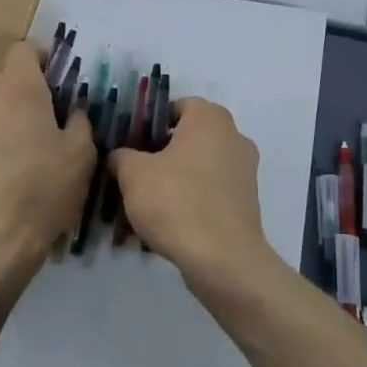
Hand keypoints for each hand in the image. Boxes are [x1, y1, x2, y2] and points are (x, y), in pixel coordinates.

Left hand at [0, 42, 94, 300]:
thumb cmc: (42, 187)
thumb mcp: (81, 153)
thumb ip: (79, 121)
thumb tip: (71, 112)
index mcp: (17, 86)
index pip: (25, 49)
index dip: (44, 59)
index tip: (61, 81)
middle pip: (9, 81)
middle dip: (31, 94)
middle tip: (56, 122)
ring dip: (13, 120)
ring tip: (36, 152)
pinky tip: (16, 173)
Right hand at [108, 97, 270, 288]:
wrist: (223, 260)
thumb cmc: (176, 202)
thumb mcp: (133, 174)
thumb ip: (122, 156)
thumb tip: (120, 156)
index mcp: (210, 118)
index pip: (175, 106)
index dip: (149, 123)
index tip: (129, 145)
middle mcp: (233, 136)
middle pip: (187, 138)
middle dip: (158, 155)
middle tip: (132, 175)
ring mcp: (244, 171)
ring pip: (197, 168)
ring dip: (172, 181)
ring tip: (143, 205)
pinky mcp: (246, 202)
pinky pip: (210, 192)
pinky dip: (190, 201)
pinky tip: (166, 224)